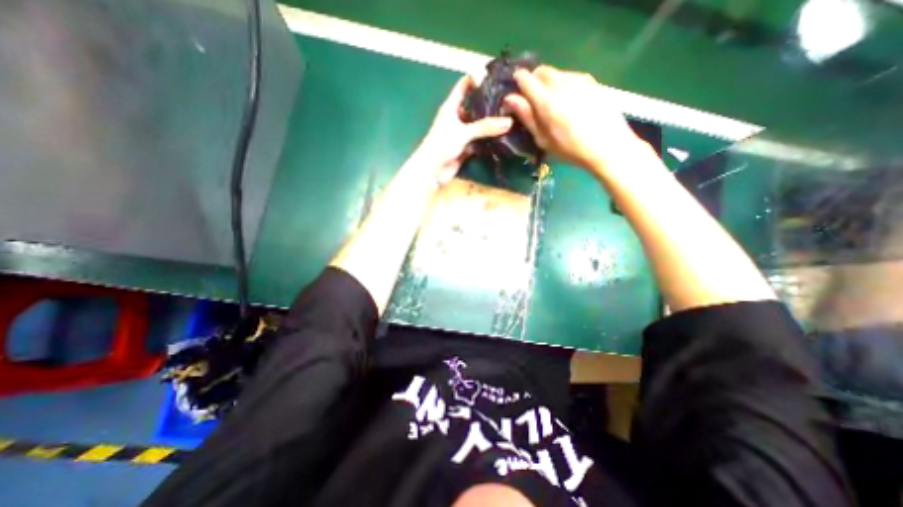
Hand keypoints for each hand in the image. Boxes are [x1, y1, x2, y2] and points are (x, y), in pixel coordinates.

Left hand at [418, 76, 511, 184]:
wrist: (432, 171)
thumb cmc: (441, 146)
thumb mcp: (463, 133)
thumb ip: (484, 127)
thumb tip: (509, 122)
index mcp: (451, 107)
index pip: (464, 85)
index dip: (477, 78)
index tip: (496, 77)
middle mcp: (457, 118)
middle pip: (474, 106)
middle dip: (489, 103)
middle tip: (510, 99)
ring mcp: (462, 134)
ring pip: (478, 125)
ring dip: (491, 123)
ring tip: (511, 116)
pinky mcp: (466, 148)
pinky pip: (479, 141)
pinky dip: (488, 140)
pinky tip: (503, 137)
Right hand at [505, 66, 644, 175]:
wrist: (608, 145)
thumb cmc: (570, 148)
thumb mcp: (543, 138)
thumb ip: (526, 116)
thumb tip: (509, 99)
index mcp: (545, 99)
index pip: (525, 78)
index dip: (518, 81)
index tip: (516, 91)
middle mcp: (561, 83)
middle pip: (541, 70)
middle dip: (534, 81)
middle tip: (534, 100)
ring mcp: (579, 79)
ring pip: (557, 73)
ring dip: (549, 83)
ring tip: (554, 104)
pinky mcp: (592, 81)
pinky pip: (571, 77)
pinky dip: (564, 85)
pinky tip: (570, 103)